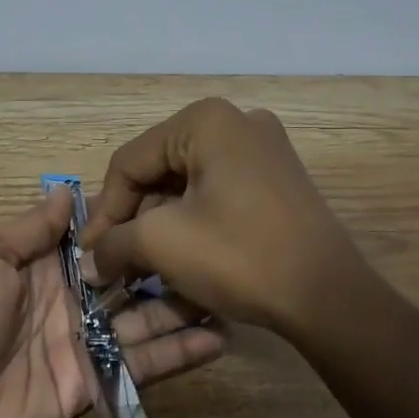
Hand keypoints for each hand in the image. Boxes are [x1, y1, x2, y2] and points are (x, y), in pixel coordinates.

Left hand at [0, 188, 224, 417]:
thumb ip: (31, 227)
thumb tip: (67, 189)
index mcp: (41, 263)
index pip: (98, 237)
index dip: (133, 223)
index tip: (179, 205)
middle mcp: (69, 299)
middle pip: (128, 278)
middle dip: (168, 265)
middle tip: (220, 251)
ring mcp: (82, 343)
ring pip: (143, 320)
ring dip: (183, 308)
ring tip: (231, 293)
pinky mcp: (91, 384)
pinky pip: (138, 366)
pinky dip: (176, 355)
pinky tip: (218, 340)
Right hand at [81, 98, 368, 336]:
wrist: (328, 297)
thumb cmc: (239, 256)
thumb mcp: (162, 244)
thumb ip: (114, 243)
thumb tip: (90, 259)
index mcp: (205, 121)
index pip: (130, 161)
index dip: (104, 211)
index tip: (90, 255)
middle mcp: (237, 121)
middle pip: (160, 170)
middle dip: (134, 219)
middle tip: (116, 262)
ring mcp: (264, 149)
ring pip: (188, 184)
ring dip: (161, 225)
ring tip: (145, 267)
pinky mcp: (279, 179)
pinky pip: (219, 193)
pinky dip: (194, 222)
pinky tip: (184, 258)